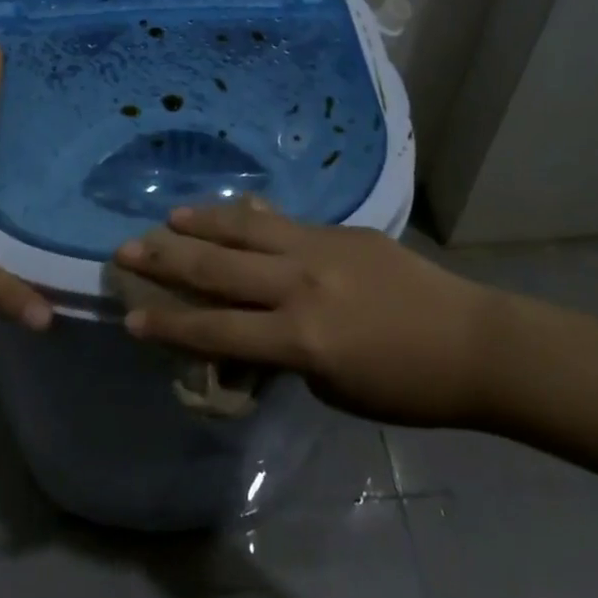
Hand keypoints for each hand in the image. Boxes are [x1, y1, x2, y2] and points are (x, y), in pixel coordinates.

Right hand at [112, 200, 500, 425]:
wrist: (472, 341)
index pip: (216, 330)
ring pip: (245, 230)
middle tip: (125, 251)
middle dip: (166, 262)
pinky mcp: (339, 230)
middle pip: (218, 270)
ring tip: (168, 219)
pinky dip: (248, 218)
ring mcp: (319, 248)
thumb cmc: (405, 385)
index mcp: (299, 336)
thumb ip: (281, 356)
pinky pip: (283, 221)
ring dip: (202, 224)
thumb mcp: (332, 386)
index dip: (169, 327)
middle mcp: (300, 284)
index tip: (129, 319)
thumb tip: (243, 338)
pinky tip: (230, 211)